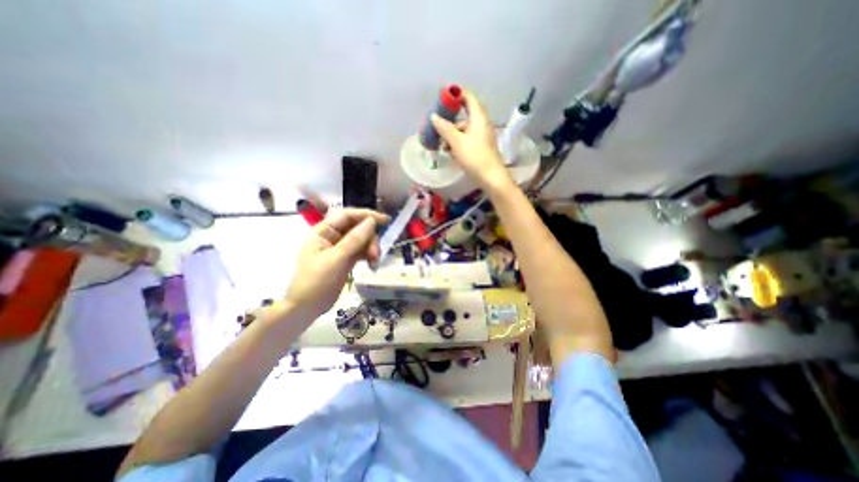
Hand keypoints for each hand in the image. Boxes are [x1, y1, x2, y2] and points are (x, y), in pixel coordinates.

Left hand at [285, 209, 388, 320]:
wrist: (307, 307)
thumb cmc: (316, 281)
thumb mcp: (336, 259)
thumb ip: (355, 239)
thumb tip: (372, 221)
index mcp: (323, 231)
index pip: (347, 215)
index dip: (366, 215)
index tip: (385, 220)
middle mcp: (332, 236)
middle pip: (358, 228)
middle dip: (370, 238)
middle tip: (376, 254)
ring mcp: (340, 248)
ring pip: (362, 240)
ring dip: (371, 248)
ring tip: (375, 262)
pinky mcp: (346, 259)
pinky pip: (362, 251)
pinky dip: (369, 256)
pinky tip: (373, 265)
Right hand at [433, 89, 510, 188]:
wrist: (491, 178)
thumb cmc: (474, 157)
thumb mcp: (457, 142)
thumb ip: (445, 128)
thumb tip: (434, 116)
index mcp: (478, 117)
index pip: (468, 97)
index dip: (456, 95)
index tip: (443, 98)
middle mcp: (481, 123)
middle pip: (464, 115)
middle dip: (450, 120)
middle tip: (437, 125)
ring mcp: (482, 136)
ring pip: (464, 129)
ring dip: (452, 134)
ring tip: (441, 144)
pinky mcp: (481, 147)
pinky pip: (467, 139)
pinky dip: (457, 142)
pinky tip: (450, 151)